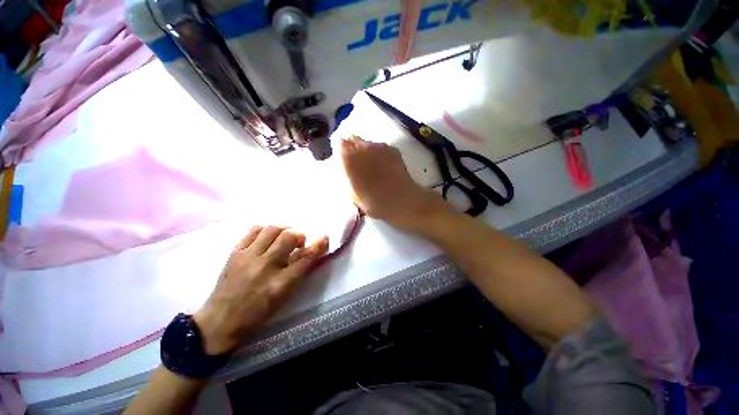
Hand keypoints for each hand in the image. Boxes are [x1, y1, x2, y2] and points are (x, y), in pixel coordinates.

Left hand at [193, 226, 328, 354]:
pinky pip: (252, 231)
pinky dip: (263, 230)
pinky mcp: (235, 252)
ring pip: (271, 230)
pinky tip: (265, 236)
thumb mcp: (280, 303)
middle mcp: (265, 266)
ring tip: (282, 237)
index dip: (318, 247)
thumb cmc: (254, 318)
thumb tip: (302, 260)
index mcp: (280, 286)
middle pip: (288, 238)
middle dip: (298, 236)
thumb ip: (292, 280)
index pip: (305, 260)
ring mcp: (248, 256)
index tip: (324, 238)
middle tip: (299, 241)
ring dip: (282, 230)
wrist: (223, 319)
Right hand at [341, 136, 445, 227]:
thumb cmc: (372, 201)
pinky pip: (381, 147)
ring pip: (367, 143)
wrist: (402, 201)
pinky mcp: (393, 148)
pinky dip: (380, 154)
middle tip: (355, 164)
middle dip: (352, 148)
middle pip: (353, 140)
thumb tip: (341, 167)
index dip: (339, 151)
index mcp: (348, 156)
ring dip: (367, 151)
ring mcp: (379, 145)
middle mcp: (362, 146)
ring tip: (373, 167)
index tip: (340, 160)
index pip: (338, 143)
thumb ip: (343, 175)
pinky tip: (385, 167)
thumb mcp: (350, 192)